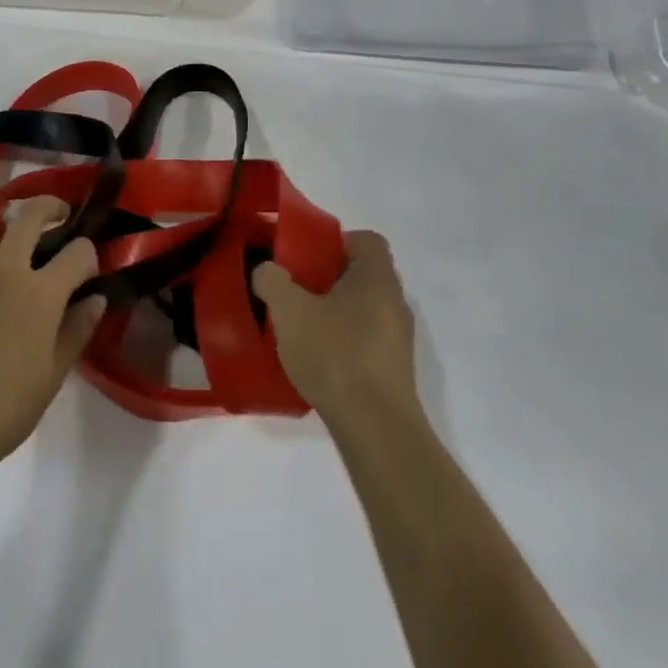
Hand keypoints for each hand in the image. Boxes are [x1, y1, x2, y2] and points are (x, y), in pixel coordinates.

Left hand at [0, 197, 105, 482]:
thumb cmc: (2, 410)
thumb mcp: (52, 376)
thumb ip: (78, 330)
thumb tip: (96, 299)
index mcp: (40, 292)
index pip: (78, 252)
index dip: (90, 255)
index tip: (89, 271)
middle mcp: (5, 270)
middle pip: (30, 215)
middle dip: (51, 209)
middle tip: (60, 218)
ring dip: (6, 229)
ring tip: (13, 250)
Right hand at [253, 231, 418, 430]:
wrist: (376, 428)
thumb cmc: (335, 354)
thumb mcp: (289, 311)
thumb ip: (272, 280)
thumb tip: (267, 271)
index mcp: (377, 277)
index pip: (367, 240)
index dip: (337, 242)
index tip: (308, 258)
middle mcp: (396, 302)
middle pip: (364, 275)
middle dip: (331, 279)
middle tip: (299, 292)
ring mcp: (400, 339)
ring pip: (366, 309)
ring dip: (338, 313)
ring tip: (305, 329)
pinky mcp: (396, 371)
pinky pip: (369, 341)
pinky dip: (347, 342)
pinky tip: (321, 362)